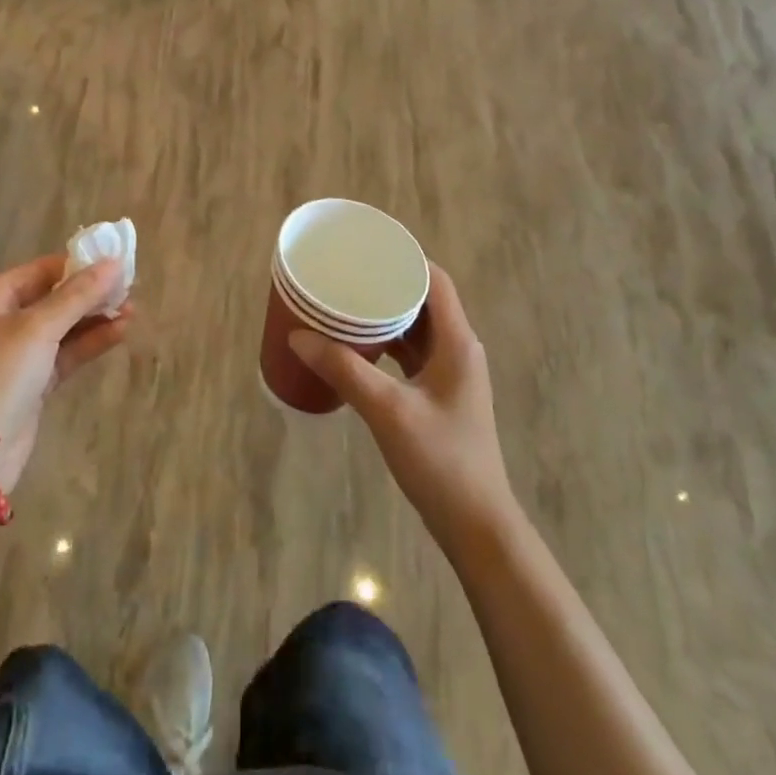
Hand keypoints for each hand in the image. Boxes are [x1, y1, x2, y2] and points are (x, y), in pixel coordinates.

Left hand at [0, 255, 130, 493]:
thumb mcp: (38, 329)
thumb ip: (78, 295)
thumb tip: (114, 262)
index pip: (39, 271)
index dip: (76, 265)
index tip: (113, 262)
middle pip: (52, 298)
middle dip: (90, 293)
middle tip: (129, 287)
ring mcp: (15, 355)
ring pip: (62, 327)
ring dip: (94, 318)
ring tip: (132, 309)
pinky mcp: (31, 382)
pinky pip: (64, 353)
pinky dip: (89, 342)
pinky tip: (120, 332)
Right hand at [289, 265, 517, 550]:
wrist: (477, 526)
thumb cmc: (441, 461)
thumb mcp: (388, 411)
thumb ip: (344, 370)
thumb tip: (298, 336)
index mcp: (457, 341)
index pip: (435, 280)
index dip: (405, 258)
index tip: (367, 248)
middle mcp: (458, 349)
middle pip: (423, 300)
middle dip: (387, 284)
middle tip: (347, 274)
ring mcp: (451, 375)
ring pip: (416, 328)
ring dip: (386, 315)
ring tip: (346, 304)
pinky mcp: (440, 396)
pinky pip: (411, 354)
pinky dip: (387, 344)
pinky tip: (358, 347)